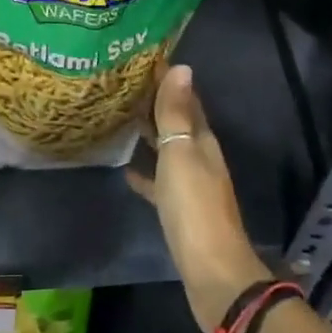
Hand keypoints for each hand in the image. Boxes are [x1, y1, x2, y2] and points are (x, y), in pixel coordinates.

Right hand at [128, 65, 266, 332]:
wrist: (211, 272)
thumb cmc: (194, 208)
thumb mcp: (181, 154)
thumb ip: (177, 114)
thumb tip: (182, 66)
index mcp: (202, 141)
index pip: (186, 100)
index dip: (167, 80)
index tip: (142, 59)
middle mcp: (200, 158)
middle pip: (177, 123)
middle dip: (155, 104)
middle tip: (122, 85)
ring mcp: (191, 186)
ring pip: (168, 150)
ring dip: (149, 135)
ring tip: (120, 119)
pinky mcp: (180, 211)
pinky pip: (160, 182)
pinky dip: (146, 173)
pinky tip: (126, 170)